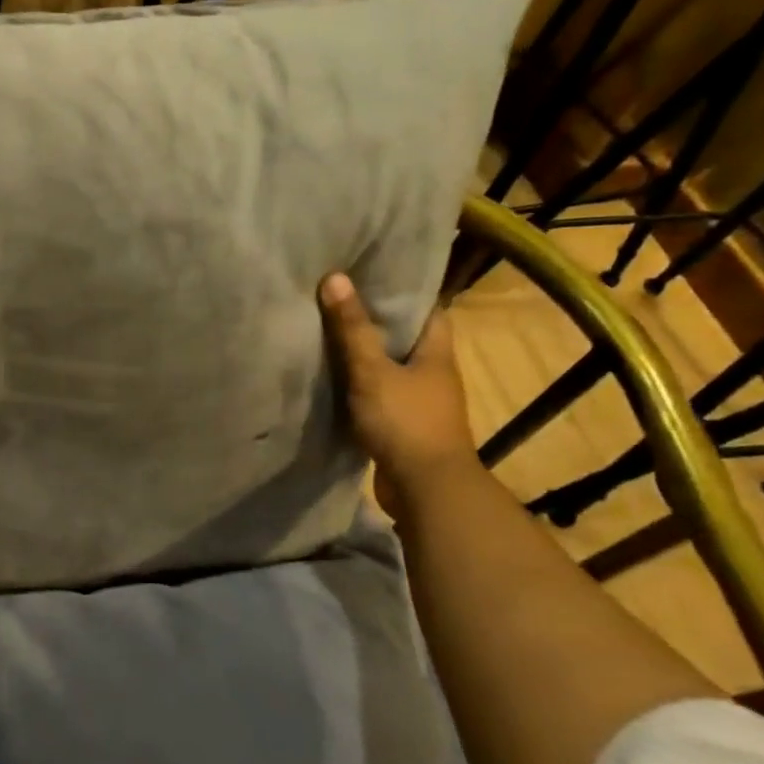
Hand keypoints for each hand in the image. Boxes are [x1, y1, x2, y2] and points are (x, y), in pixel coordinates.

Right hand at [319, 274, 475, 502]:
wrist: (425, 489)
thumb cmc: (406, 422)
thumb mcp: (372, 371)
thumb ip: (352, 329)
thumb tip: (335, 278)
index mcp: (437, 353)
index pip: (427, 309)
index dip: (402, 291)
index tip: (369, 274)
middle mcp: (433, 374)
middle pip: (405, 338)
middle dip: (375, 321)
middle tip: (337, 299)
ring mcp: (419, 402)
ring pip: (389, 368)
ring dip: (365, 355)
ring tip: (326, 334)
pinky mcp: (402, 426)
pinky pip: (378, 395)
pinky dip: (359, 386)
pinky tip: (331, 380)